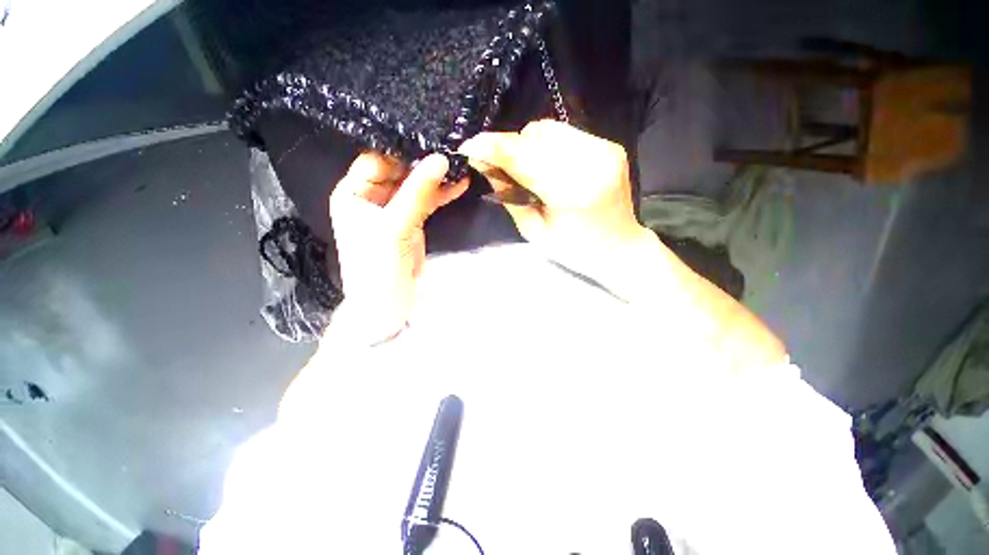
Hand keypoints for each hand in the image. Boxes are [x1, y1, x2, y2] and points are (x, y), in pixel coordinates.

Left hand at [329, 153, 467, 343]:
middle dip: (423, 164)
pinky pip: (426, 203)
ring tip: (459, 167)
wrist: (387, 304)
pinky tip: (459, 185)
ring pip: (415, 187)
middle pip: (398, 172)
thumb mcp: (395, 226)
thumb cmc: (378, 266)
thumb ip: (417, 192)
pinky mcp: (411, 223)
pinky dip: (441, 195)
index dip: (400, 152)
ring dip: (436, 180)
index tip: (429, 143)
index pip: (376, 161)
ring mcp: (393, 211)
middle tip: (450, 152)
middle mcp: (371, 198)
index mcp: (353, 194)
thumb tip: (440, 159)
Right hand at [458, 120, 652, 253]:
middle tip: (506, 172)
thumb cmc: (573, 249)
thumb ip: (509, 194)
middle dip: (513, 149)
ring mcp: (605, 149)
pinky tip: (551, 168)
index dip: (494, 149)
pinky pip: (566, 133)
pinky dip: (549, 147)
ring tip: (532, 173)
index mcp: (573, 192)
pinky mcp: (609, 144)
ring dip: (530, 147)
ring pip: (550, 129)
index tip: (469, 146)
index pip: (525, 158)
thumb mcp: (533, 230)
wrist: (619, 246)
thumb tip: (483, 162)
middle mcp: (593, 162)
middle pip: (536, 135)